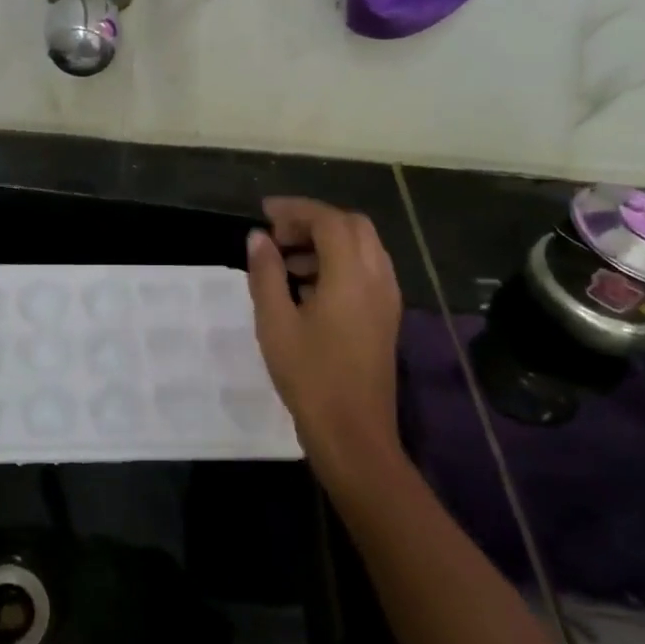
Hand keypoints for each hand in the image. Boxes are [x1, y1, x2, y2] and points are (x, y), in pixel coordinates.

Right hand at [245, 198, 404, 476]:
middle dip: (314, 221)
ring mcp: (387, 298)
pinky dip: (339, 262)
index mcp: (351, 276)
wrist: (353, 434)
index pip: (329, 220)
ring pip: (363, 247)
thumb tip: (258, 237)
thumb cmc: (309, 377)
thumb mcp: (275, 323)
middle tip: (278, 235)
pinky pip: (367, 270)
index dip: (296, 209)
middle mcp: (377, 278)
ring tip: (287, 261)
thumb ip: (266, 273)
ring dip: (327, 241)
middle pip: (353, 226)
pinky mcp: (386, 316)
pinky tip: (307, 287)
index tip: (264, 213)